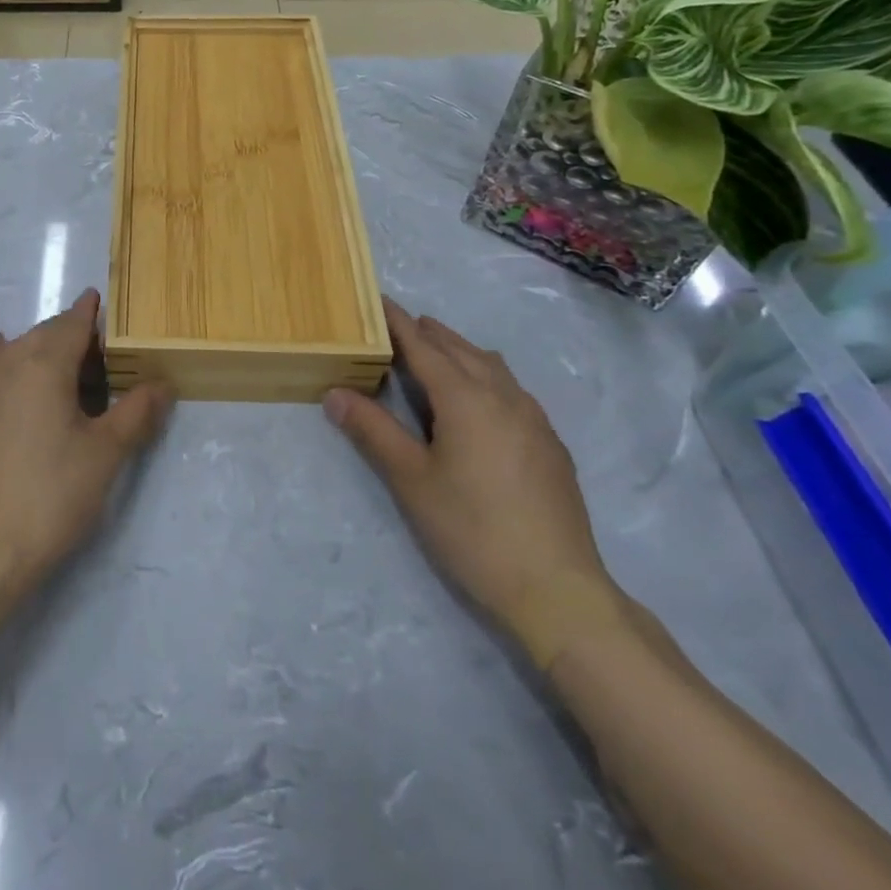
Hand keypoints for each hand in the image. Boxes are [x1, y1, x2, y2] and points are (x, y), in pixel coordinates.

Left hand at [0, 289, 172, 599]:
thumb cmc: (53, 495)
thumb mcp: (106, 453)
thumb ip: (137, 411)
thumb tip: (163, 383)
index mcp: (45, 362)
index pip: (74, 322)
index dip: (93, 311)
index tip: (110, 304)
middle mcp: (10, 360)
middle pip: (47, 332)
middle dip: (75, 334)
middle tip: (106, 356)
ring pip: (20, 346)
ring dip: (45, 346)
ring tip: (70, 369)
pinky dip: (6, 354)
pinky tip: (7, 354)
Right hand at [324, 298, 625, 666]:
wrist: (557, 589)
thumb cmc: (472, 529)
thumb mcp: (410, 479)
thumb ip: (372, 430)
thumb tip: (333, 392)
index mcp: (465, 398)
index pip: (424, 346)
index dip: (398, 322)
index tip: (378, 300)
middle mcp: (503, 396)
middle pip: (460, 349)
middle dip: (428, 333)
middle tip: (398, 326)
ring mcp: (534, 419)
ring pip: (491, 366)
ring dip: (460, 351)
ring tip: (436, 354)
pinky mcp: (550, 443)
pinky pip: (512, 389)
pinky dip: (485, 376)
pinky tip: (479, 401)